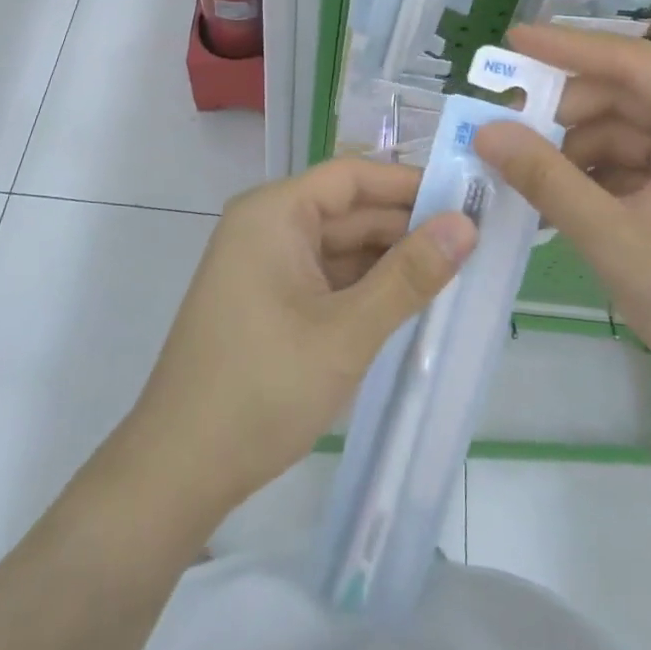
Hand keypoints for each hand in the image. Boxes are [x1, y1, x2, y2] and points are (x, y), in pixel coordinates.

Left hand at [127, 159, 476, 517]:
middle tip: (473, 244)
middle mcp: (266, 226)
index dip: (410, 184)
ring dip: (389, 262)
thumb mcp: (346, 332)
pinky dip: (364, 289)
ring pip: (340, 248)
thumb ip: (409, 276)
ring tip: (454, 275)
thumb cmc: (261, 388)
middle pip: (348, 211)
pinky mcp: (267, 300)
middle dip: (406, 227)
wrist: (177, 471)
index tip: (466, 199)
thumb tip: (466, 225)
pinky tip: (408, 306)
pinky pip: (325, 278)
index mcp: (274, 212)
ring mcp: (264, 265)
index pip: (352, 177)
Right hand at [473, 24, 650, 425]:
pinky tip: (558, 194)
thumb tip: (485, 132)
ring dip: (575, 149)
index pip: (633, 62)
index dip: (566, 48)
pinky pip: (638, 160)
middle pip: (627, 96)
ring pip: (627, 129)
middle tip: (504, 127)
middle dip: (564, 114)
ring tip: (524, 172)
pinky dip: (597, 174)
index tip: (511, 39)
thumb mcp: (615, 239)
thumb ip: (546, 179)